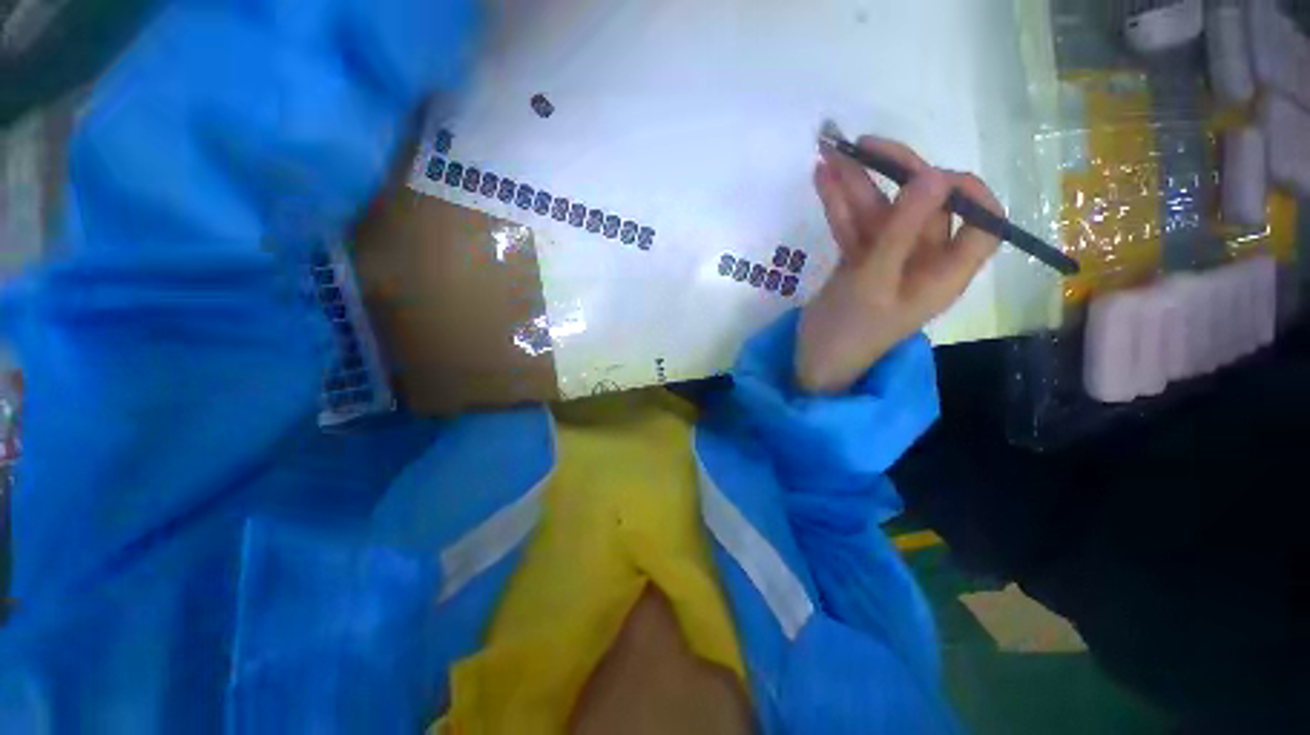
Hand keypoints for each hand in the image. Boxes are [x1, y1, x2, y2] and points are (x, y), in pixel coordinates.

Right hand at [797, 137, 1001, 394]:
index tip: (929, 175)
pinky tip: (822, 180)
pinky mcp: (860, 261)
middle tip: (861, 146)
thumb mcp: (874, 281)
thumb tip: (934, 175)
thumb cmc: (850, 330)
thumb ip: (902, 230)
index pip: (984, 221)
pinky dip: (839, 206)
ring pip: (881, 212)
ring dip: (856, 185)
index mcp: (946, 270)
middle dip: (893, 174)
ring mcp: (889, 259)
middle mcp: (924, 259)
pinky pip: (855, 226)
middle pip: (923, 206)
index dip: (969, 191)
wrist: (815, 362)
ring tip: (829, 154)